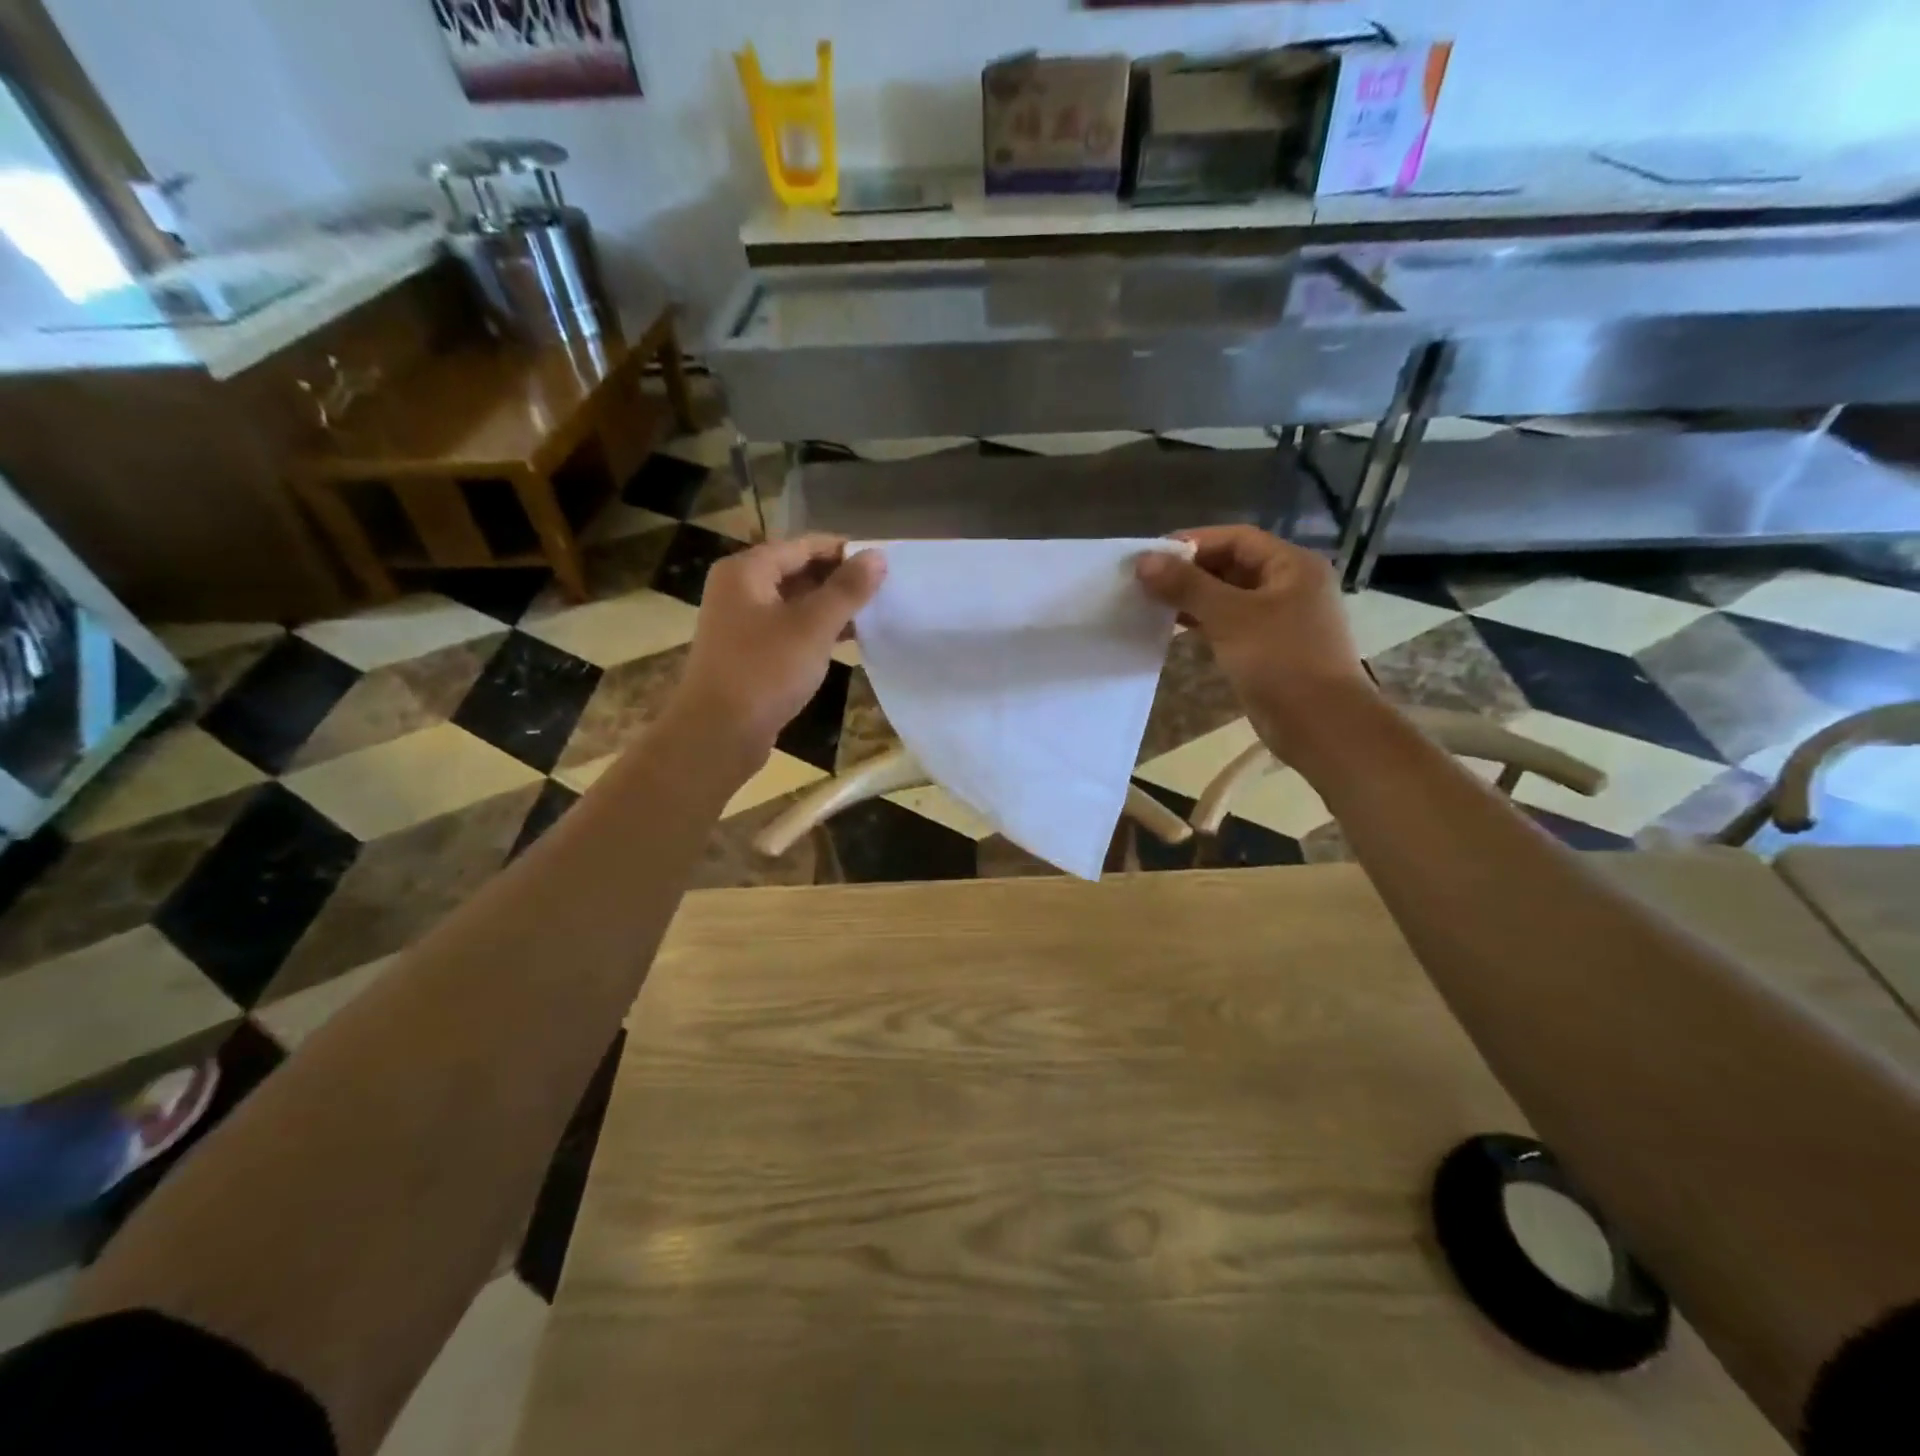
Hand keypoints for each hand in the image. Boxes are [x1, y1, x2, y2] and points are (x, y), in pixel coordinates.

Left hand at [674, 535, 885, 767]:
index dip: (843, 551)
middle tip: (882, 590)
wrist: (719, 733)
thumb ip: (847, 589)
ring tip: (872, 614)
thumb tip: (877, 555)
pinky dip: (815, 631)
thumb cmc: (765, 671)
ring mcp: (741, 623)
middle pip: (797, 571)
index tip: (882, 563)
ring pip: (794, 603)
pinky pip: (788, 629)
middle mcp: (739, 589)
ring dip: (830, 607)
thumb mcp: (813, 626)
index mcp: (747, 571)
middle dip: (838, 580)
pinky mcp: (748, 653)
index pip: (803, 545)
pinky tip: (846, 641)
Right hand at [1136, 526, 1370, 754]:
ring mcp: (1282, 619)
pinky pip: (1232, 624)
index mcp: (1292, 565)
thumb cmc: (1280, 661)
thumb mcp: (1230, 617)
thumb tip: (1143, 561)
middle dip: (1189, 571)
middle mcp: (1290, 585)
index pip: (1236, 538)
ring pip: (1229, 597)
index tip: (1151, 556)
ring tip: (1152, 604)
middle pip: (1232, 565)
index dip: (1192, 542)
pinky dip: (1205, 622)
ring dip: (1193, 598)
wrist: (1320, 725)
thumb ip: (1186, 585)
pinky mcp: (1270, 649)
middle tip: (1146, 582)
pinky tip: (1175, 629)